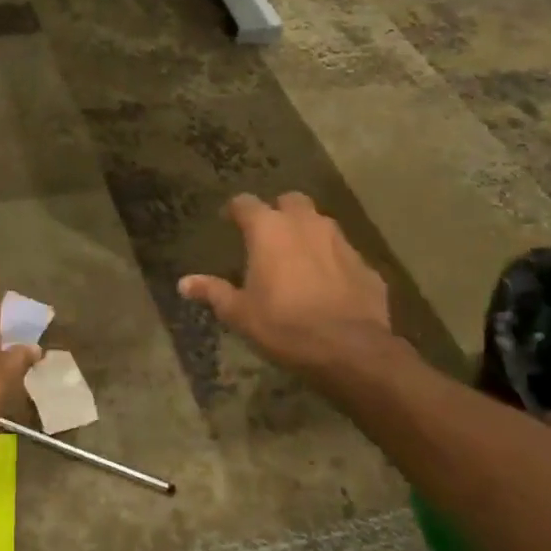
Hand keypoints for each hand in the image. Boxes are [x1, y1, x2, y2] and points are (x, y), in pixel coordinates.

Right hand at [179, 192, 391, 372]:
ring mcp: (341, 242)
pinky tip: (327, 285)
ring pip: (321, 224)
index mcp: (269, 230)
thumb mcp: (240, 313)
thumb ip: (213, 292)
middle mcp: (306, 224)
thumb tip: (184, 283)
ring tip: (297, 258)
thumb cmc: (284, 325)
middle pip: (291, 201)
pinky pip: (343, 254)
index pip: (245, 203)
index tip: (228, 220)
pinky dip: (332, 261)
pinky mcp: (366, 265)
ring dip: (307, 233)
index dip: (235, 210)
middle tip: (268, 234)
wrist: (351, 349)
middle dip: (278, 211)